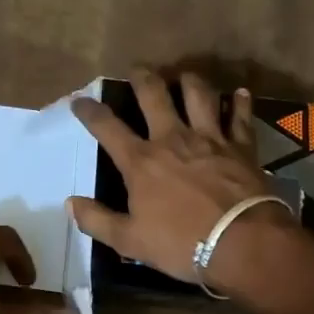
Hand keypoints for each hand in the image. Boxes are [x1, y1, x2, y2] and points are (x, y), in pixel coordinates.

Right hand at [70, 69, 297, 288]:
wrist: (243, 243)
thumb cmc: (181, 244)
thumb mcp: (129, 241)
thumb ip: (97, 220)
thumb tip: (70, 203)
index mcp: (141, 161)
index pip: (107, 127)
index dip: (89, 111)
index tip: (79, 100)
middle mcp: (172, 139)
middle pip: (154, 95)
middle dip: (142, 78)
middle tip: (137, 69)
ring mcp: (209, 139)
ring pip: (198, 94)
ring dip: (190, 80)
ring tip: (184, 75)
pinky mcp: (241, 147)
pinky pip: (240, 117)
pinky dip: (239, 103)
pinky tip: (239, 93)